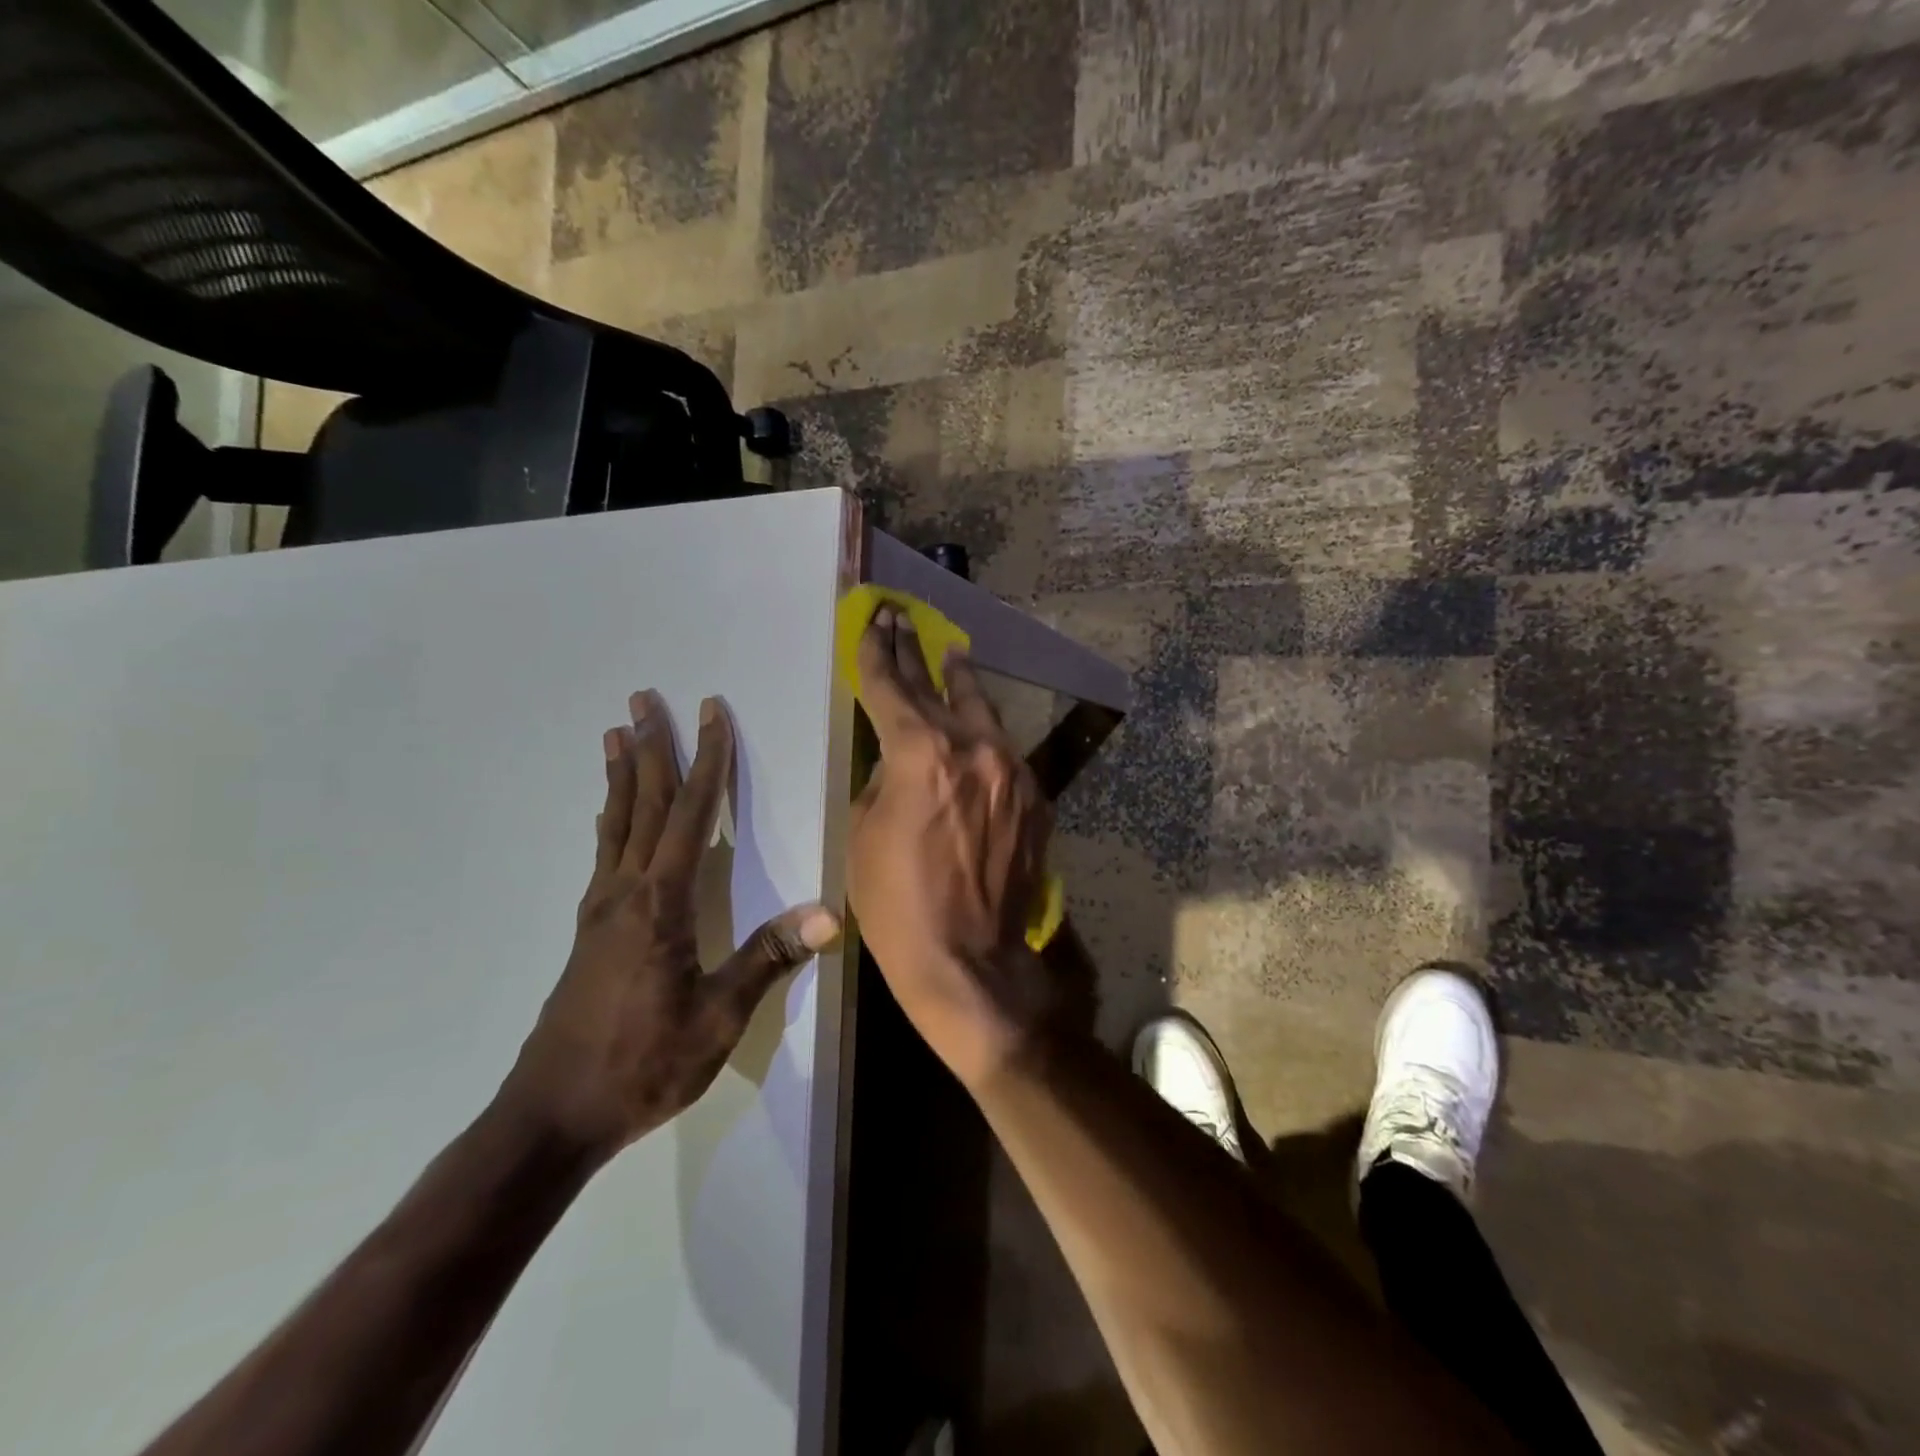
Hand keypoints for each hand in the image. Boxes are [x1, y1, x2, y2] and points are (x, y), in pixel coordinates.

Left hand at [504, 691, 839, 1159]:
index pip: (690, 814)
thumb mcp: (718, 1019)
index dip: (706, 760)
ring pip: (615, 824)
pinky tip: (607, 817)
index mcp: (661, 903)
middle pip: (643, 804)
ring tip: (615, 734)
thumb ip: (769, 958)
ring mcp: (600, 910)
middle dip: (649, 748)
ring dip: (621, 776)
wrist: (552, 1116)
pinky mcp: (589, 931)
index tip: (709, 713)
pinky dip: (610, 819)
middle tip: (642, 699)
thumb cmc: (643, 1064)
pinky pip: (604, 854)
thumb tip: (828, 913)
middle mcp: (625, 892)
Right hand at [848, 609, 1055, 1085]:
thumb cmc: (898, 903)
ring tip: (951, 655)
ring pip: (983, 712)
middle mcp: (974, 748)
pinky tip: (977, 732)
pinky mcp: (1036, 798)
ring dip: (961, 683)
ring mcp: (1013, 771)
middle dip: (915, 652)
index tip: (873, 621)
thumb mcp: (864, 833)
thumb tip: (900, 758)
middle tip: (902, 620)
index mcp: (921, 753)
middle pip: (938, 687)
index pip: (890, 687)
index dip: (876, 652)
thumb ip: (884, 778)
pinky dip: (985, 738)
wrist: (970, 960)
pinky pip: (1005, 754)